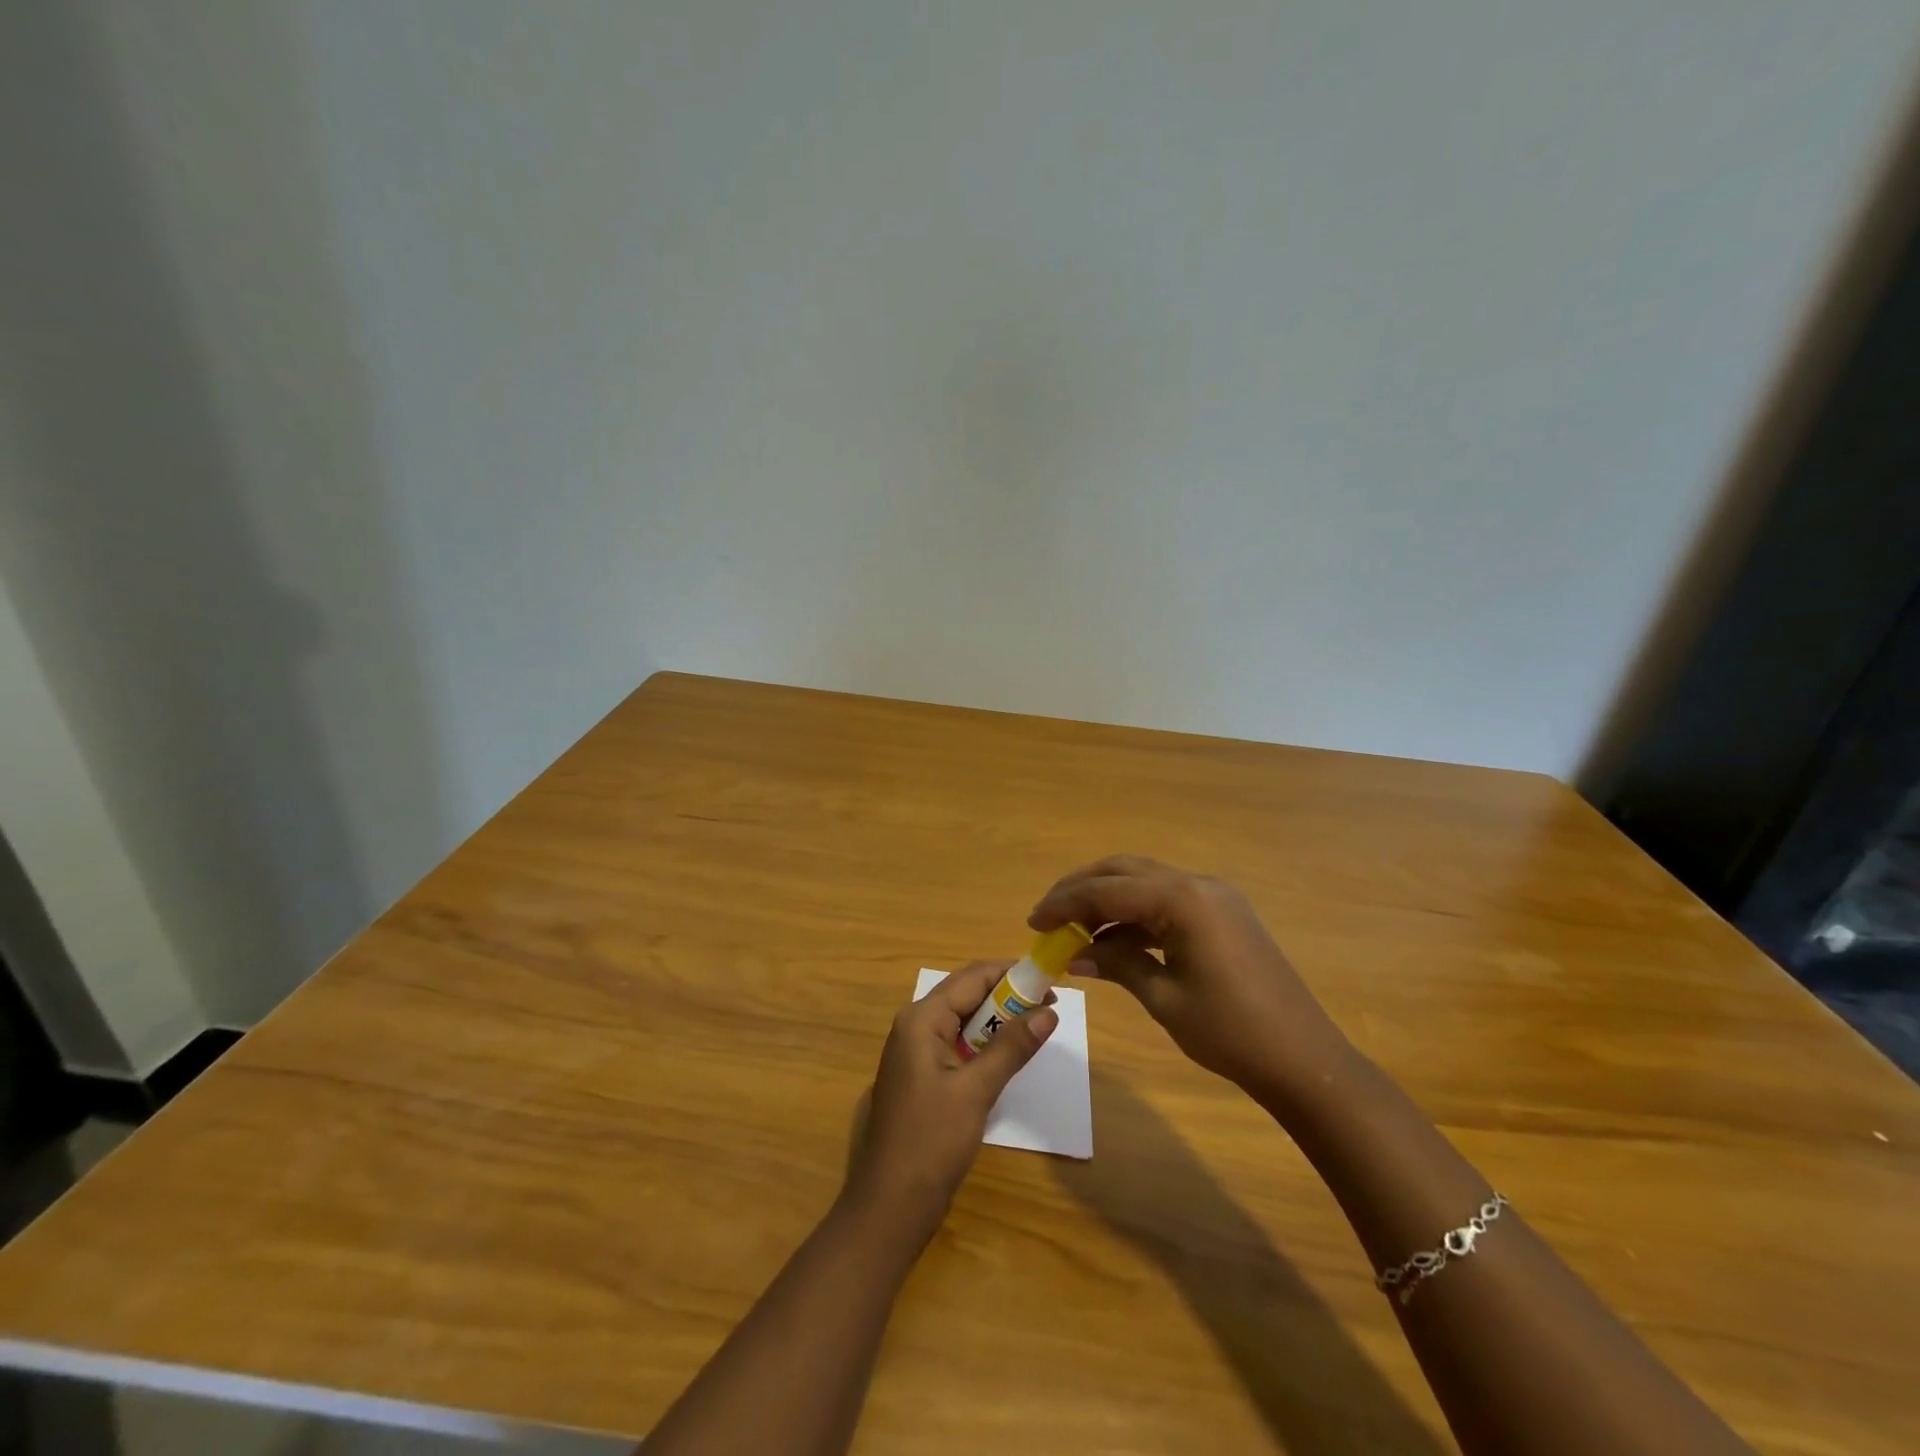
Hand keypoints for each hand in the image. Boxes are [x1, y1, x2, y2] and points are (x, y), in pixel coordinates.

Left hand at [845, 960, 1057, 1234]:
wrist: (890, 1206)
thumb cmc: (931, 1142)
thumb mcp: (976, 1090)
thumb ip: (1011, 1047)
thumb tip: (1048, 1012)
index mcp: (921, 1019)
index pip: (972, 977)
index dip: (1011, 973)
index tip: (1050, 979)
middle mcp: (915, 1026)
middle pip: (967, 995)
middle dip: (1008, 996)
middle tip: (1050, 1005)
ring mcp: (917, 1053)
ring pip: (964, 1021)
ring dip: (999, 1021)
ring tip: (1038, 1025)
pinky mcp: (923, 1077)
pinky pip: (959, 1045)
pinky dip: (986, 1044)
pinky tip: (1010, 1056)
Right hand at [1029, 855, 1350, 1103]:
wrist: (1303, 1059)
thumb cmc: (1230, 1032)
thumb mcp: (1163, 998)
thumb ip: (1116, 963)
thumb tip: (1073, 954)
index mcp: (1183, 899)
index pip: (1107, 889)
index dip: (1065, 903)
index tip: (1033, 922)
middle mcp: (1198, 884)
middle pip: (1124, 870)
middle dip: (1082, 889)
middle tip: (1049, 916)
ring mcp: (1215, 895)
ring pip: (1145, 881)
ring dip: (1108, 899)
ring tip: (1075, 930)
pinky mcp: (1224, 913)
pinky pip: (1167, 899)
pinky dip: (1136, 912)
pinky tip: (1115, 939)